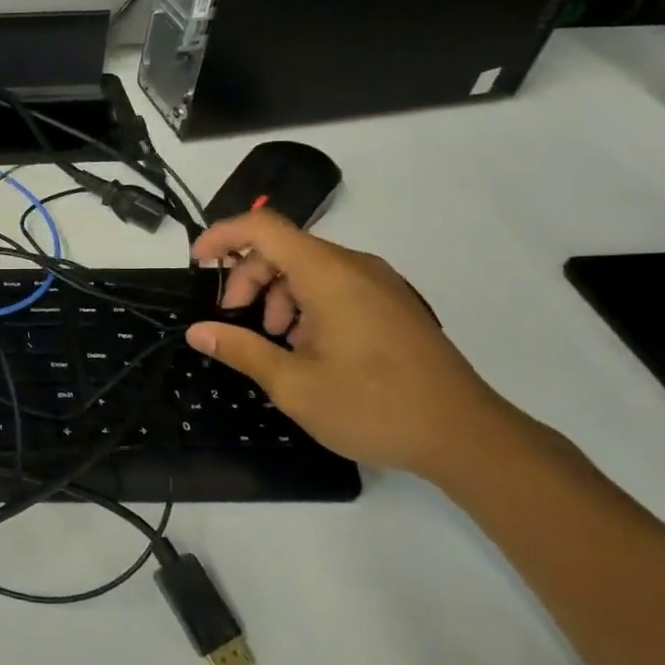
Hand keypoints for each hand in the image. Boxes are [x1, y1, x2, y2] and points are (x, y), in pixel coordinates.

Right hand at [185, 210, 527, 481]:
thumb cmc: (373, 406)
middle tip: (235, 321)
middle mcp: (356, 267)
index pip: (263, 228)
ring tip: (275, 341)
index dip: (222, 237)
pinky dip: (306, 303)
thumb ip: (241, 350)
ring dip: (277, 294)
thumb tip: (198, 332)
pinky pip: (336, 285)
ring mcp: (380, 285)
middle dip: (248, 278)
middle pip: (284, 248)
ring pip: (309, 268)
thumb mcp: (294, 385)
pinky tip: (307, 348)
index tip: (197, 265)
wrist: (467, 437)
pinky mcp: (393, 305)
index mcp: (329, 275)